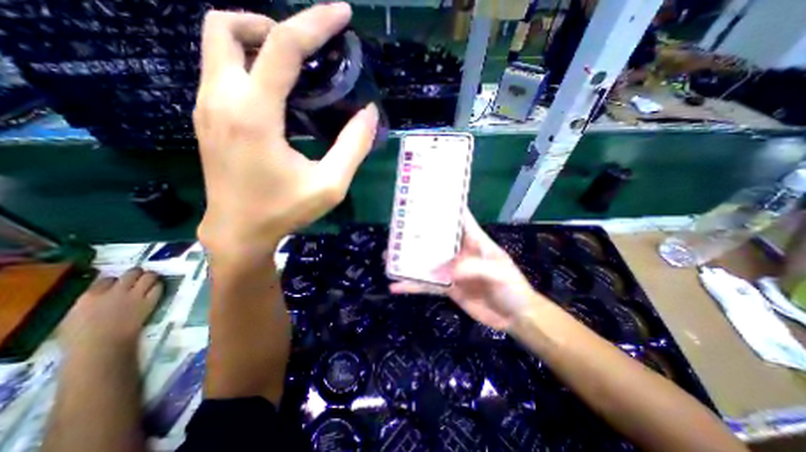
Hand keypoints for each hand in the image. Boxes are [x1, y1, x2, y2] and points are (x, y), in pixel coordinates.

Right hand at [62, 271, 165, 353]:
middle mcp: (116, 291)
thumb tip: (95, 298)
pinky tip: (156, 288)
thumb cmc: (79, 339)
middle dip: (136, 273)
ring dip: (151, 276)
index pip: (106, 278)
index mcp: (91, 296)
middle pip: (131, 273)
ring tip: (151, 279)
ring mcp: (135, 295)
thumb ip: (86, 304)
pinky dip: (158, 286)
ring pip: (149, 276)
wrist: (102, 345)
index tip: (116, 283)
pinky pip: (158, 288)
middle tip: (139, 276)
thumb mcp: (72, 318)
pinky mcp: (150, 301)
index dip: (114, 280)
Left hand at [193, 4, 378, 254]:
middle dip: (271, 25)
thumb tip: (369, 114)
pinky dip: (250, 67)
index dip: (315, 23)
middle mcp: (221, 100)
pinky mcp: (207, 120)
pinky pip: (221, 72)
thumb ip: (353, 147)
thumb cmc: (285, 211)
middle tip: (307, 53)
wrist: (237, 231)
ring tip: (296, 73)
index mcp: (254, 114)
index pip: (282, 46)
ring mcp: (207, 108)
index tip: (341, 14)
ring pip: (218, 46)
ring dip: (258, 44)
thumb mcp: (330, 185)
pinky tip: (277, 97)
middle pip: (227, 26)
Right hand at [390, 213, 548, 329]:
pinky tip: (396, 286)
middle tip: (397, 230)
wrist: (515, 317)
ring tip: (388, 257)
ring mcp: (451, 270)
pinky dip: (412, 286)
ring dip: (409, 260)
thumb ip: (475, 268)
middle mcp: (460, 252)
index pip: (460, 219)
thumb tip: (447, 269)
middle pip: (436, 239)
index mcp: (474, 241)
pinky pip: (427, 285)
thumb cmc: (513, 288)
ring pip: (427, 262)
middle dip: (418, 234)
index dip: (447, 207)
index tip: (428, 198)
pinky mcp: (448, 288)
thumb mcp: (500, 273)